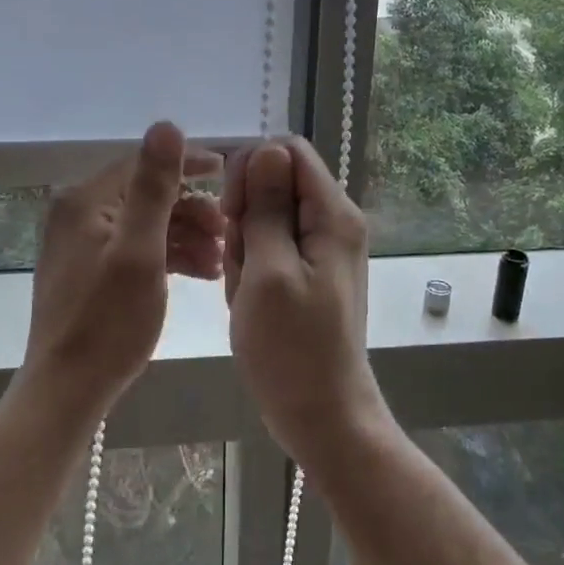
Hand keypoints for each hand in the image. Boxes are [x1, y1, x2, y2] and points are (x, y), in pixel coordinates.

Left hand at [23, 122, 223, 410]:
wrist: (67, 391)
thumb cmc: (109, 321)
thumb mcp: (140, 250)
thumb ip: (154, 187)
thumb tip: (166, 124)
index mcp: (85, 201)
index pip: (143, 164)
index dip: (188, 164)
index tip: (228, 172)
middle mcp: (78, 214)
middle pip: (146, 195)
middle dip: (191, 209)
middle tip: (228, 231)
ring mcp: (82, 245)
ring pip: (146, 224)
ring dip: (185, 235)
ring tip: (221, 259)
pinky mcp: (90, 272)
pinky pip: (136, 249)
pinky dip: (168, 256)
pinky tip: (201, 273)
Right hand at [222, 137, 385, 462]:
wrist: (321, 415)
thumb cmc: (292, 349)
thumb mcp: (269, 272)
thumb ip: (268, 208)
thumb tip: (266, 148)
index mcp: (333, 214)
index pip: (287, 152)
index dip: (251, 170)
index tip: (230, 212)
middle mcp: (333, 222)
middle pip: (276, 185)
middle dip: (246, 218)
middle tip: (241, 266)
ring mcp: (322, 249)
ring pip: (266, 219)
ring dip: (245, 249)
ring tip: (246, 292)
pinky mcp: (309, 272)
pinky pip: (270, 250)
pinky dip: (252, 270)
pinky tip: (249, 303)